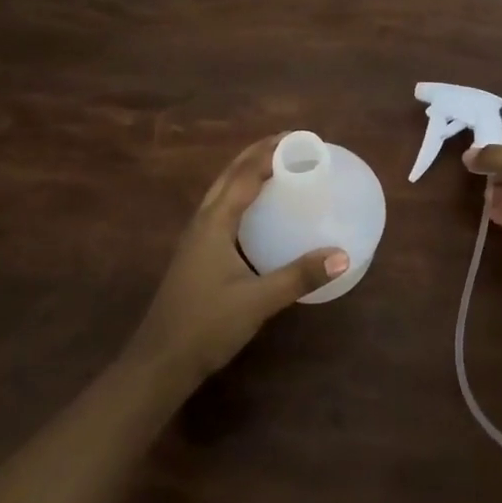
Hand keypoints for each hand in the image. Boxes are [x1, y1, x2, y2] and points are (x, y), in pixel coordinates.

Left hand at [130, 134, 349, 386]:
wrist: (159, 363)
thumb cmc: (205, 326)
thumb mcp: (257, 301)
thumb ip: (299, 276)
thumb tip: (342, 255)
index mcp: (213, 223)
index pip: (244, 175)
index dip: (270, 153)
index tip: (299, 139)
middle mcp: (202, 222)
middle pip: (229, 175)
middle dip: (257, 154)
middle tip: (292, 144)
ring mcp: (196, 239)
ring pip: (222, 191)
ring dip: (247, 173)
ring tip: (277, 166)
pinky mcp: (197, 255)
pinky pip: (222, 210)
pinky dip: (242, 196)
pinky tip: (258, 211)